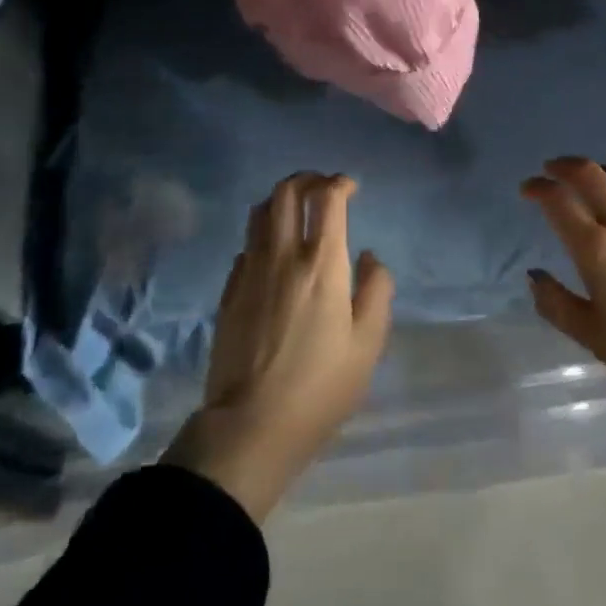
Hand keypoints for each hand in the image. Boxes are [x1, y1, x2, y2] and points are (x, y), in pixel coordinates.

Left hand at [161, 172, 392, 521]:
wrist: (251, 427)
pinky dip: (263, 235)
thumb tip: (367, 257)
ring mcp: (250, 271)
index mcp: (322, 263)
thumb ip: (376, 290)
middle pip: (286, 192)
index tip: (351, 188)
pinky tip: (273, 254)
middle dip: (307, 179)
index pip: (327, 198)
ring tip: (297, 211)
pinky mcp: (229, 292)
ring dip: (281, 200)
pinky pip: (246, 245)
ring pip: (259, 212)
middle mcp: (282, 255)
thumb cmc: (320, 387)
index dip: (340, 183)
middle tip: (323, 188)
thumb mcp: (368, 344)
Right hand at [522, 157, 605, 463]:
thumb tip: (533, 277)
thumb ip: (557, 304)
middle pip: (590, 174)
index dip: (538, 189)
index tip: (527, 190)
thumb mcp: (594, 337)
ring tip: (588, 180)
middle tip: (551, 171)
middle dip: (564, 166)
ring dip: (597, 172)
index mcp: (596, 249)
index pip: (559, 201)